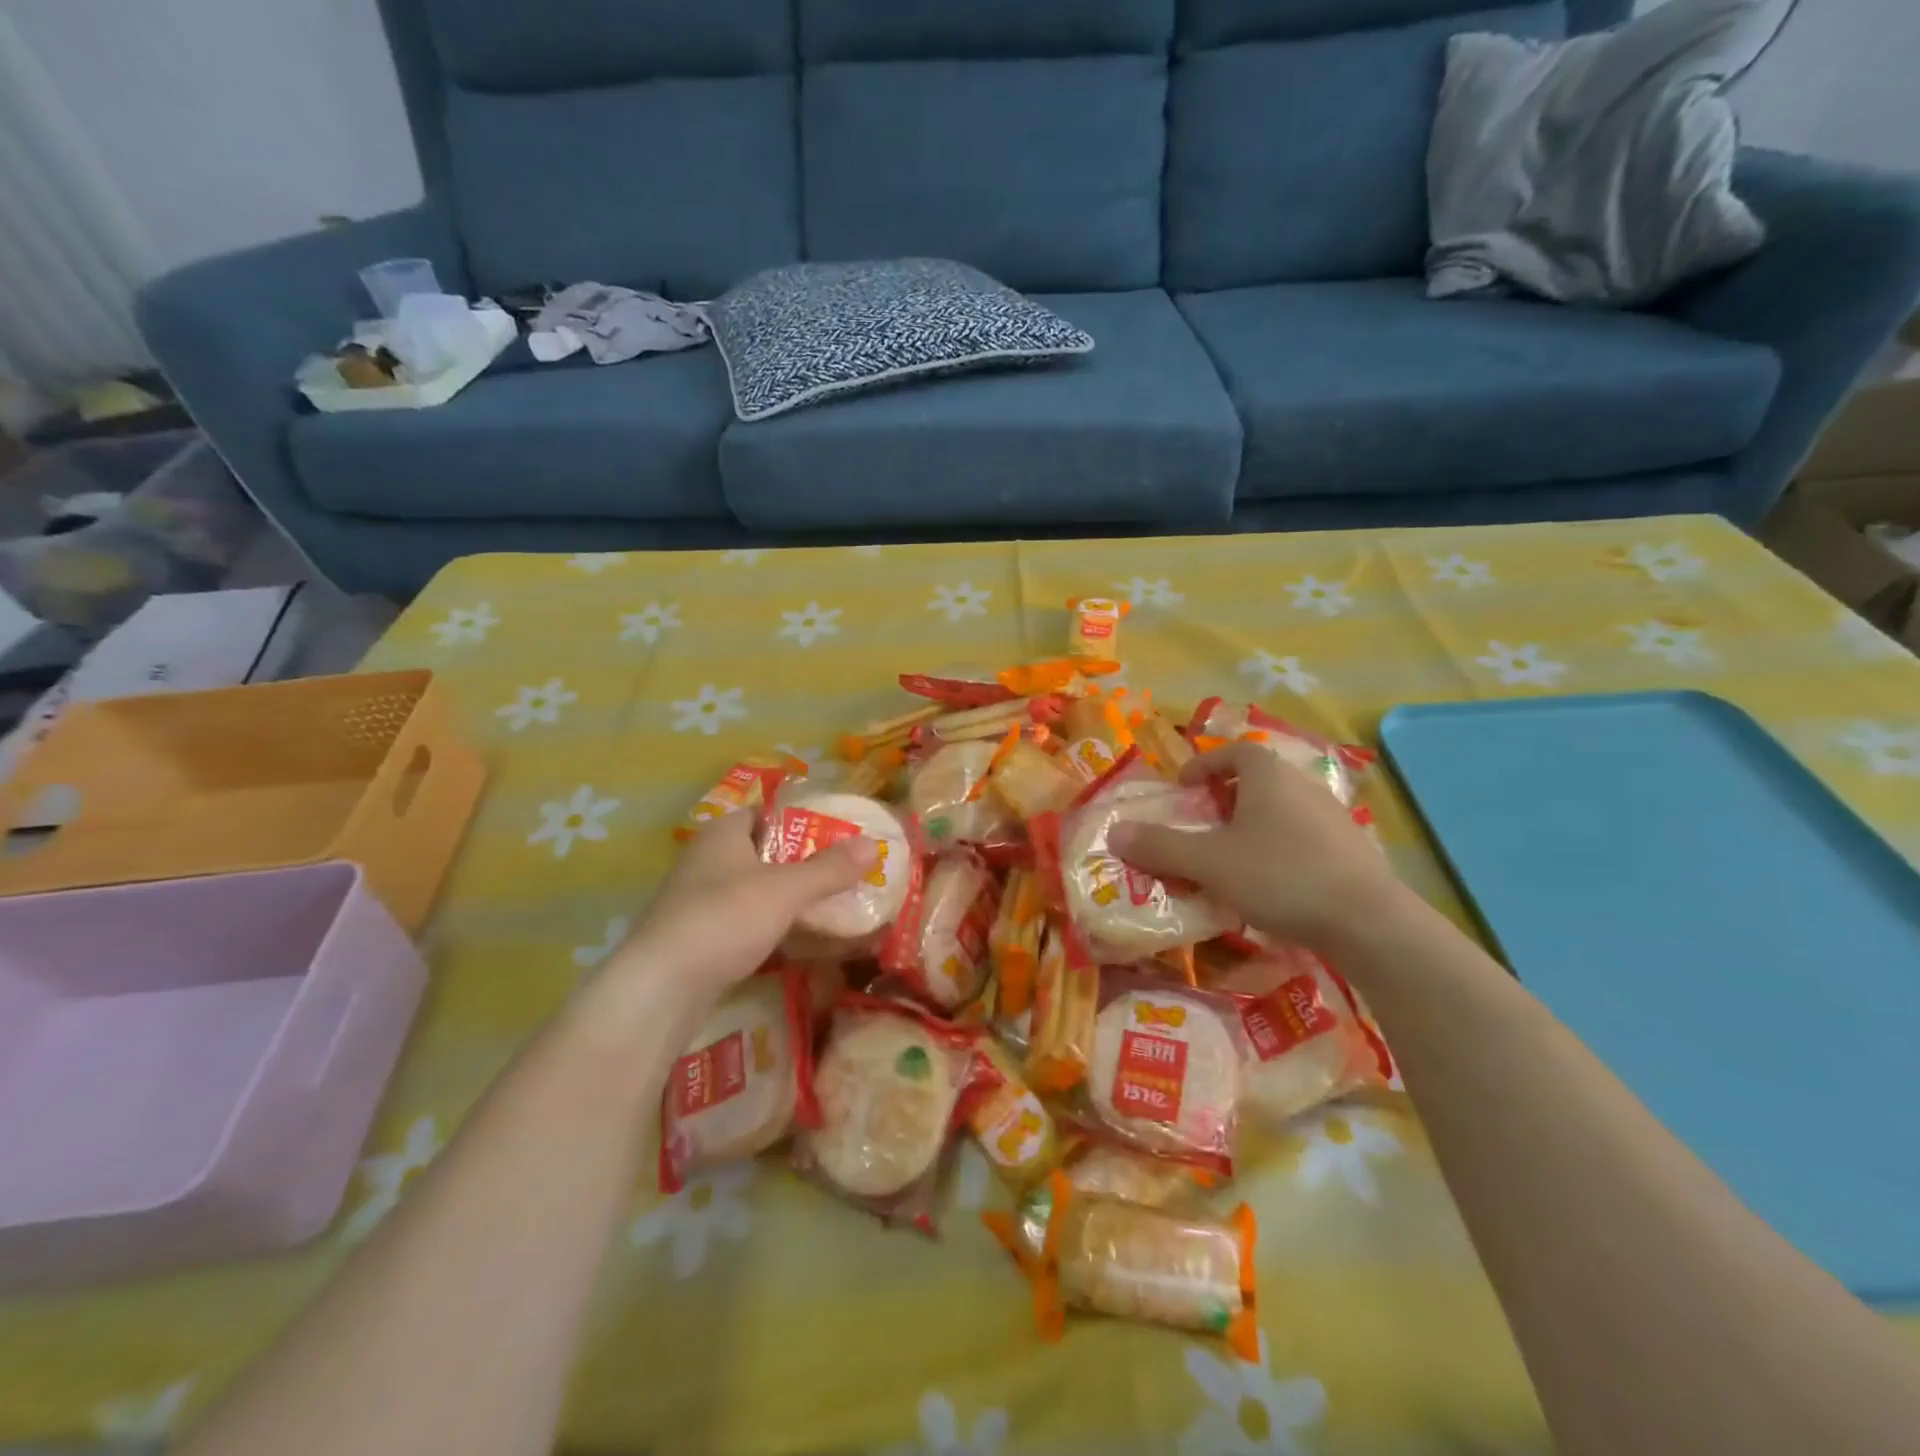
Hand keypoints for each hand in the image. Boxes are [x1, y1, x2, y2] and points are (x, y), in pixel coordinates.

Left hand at [600, 810, 875, 999]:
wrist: (662, 987)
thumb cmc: (725, 918)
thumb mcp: (786, 890)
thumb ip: (829, 869)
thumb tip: (873, 844)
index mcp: (722, 834)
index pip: (764, 813)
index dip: (799, 820)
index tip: (834, 834)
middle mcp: (705, 860)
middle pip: (761, 853)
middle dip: (799, 864)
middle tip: (840, 873)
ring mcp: (697, 901)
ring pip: (752, 891)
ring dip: (785, 899)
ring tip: (827, 907)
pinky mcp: (696, 939)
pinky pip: (741, 923)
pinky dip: (768, 927)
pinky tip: (793, 942)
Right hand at [1108, 741, 1404, 949]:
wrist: (1369, 923)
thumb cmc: (1281, 876)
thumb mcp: (1209, 862)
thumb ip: (1161, 847)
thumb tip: (1115, 833)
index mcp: (1269, 777)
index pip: (1236, 750)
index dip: (1206, 764)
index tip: (1184, 788)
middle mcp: (1303, 787)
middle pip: (1258, 780)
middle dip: (1225, 799)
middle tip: (1201, 826)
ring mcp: (1333, 819)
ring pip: (1281, 811)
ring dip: (1252, 827)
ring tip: (1231, 859)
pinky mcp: (1351, 852)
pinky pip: (1303, 838)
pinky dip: (1278, 850)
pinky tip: (1271, 885)